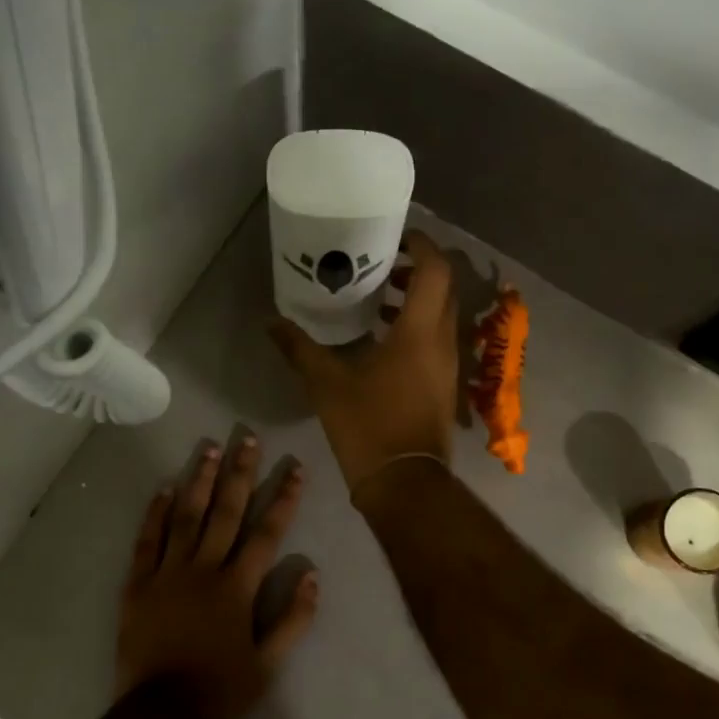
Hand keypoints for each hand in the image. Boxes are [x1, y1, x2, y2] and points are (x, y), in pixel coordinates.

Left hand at [116, 436, 317, 718]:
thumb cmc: (219, 690)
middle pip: (226, 512)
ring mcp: (168, 573)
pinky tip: (164, 487)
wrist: (160, 714)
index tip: (295, 468)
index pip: (267, 533)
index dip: (284, 498)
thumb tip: (313, 575)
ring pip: (186, 516)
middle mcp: (204, 569)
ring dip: (199, 480)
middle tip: (247, 438)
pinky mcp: (138, 584)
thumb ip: (294, 619)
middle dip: (240, 473)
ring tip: (209, 448)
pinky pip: (147, 541)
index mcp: (237, 587)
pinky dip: (155, 513)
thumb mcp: (268, 664)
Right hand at [268, 230, 458, 491]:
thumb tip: (271, 322)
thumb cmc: (368, 426)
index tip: (395, 237)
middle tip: (381, 263)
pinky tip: (384, 337)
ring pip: (442, 314)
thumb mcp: (326, 384)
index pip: (434, 270)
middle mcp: (442, 340)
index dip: (420, 245)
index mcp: (420, 331)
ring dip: (418, 298)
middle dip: (417, 268)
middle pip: (443, 288)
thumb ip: (299, 348)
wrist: (404, 482)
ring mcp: (448, 364)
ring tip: (380, 296)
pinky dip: (418, 324)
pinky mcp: (444, 384)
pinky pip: (437, 338)